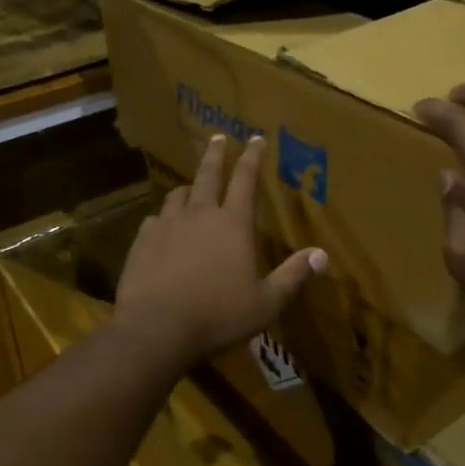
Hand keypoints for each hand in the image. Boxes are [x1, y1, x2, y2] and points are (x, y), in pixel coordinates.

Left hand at [115, 134, 326, 365]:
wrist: (156, 328)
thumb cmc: (218, 315)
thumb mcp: (266, 303)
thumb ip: (293, 276)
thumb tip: (322, 255)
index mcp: (233, 224)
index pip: (246, 180)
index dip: (253, 157)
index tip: (256, 138)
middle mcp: (200, 215)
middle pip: (208, 174)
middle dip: (216, 154)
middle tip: (217, 137)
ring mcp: (167, 225)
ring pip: (178, 195)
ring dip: (188, 188)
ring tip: (191, 189)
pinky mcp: (142, 241)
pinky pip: (155, 219)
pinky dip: (164, 218)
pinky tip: (162, 227)